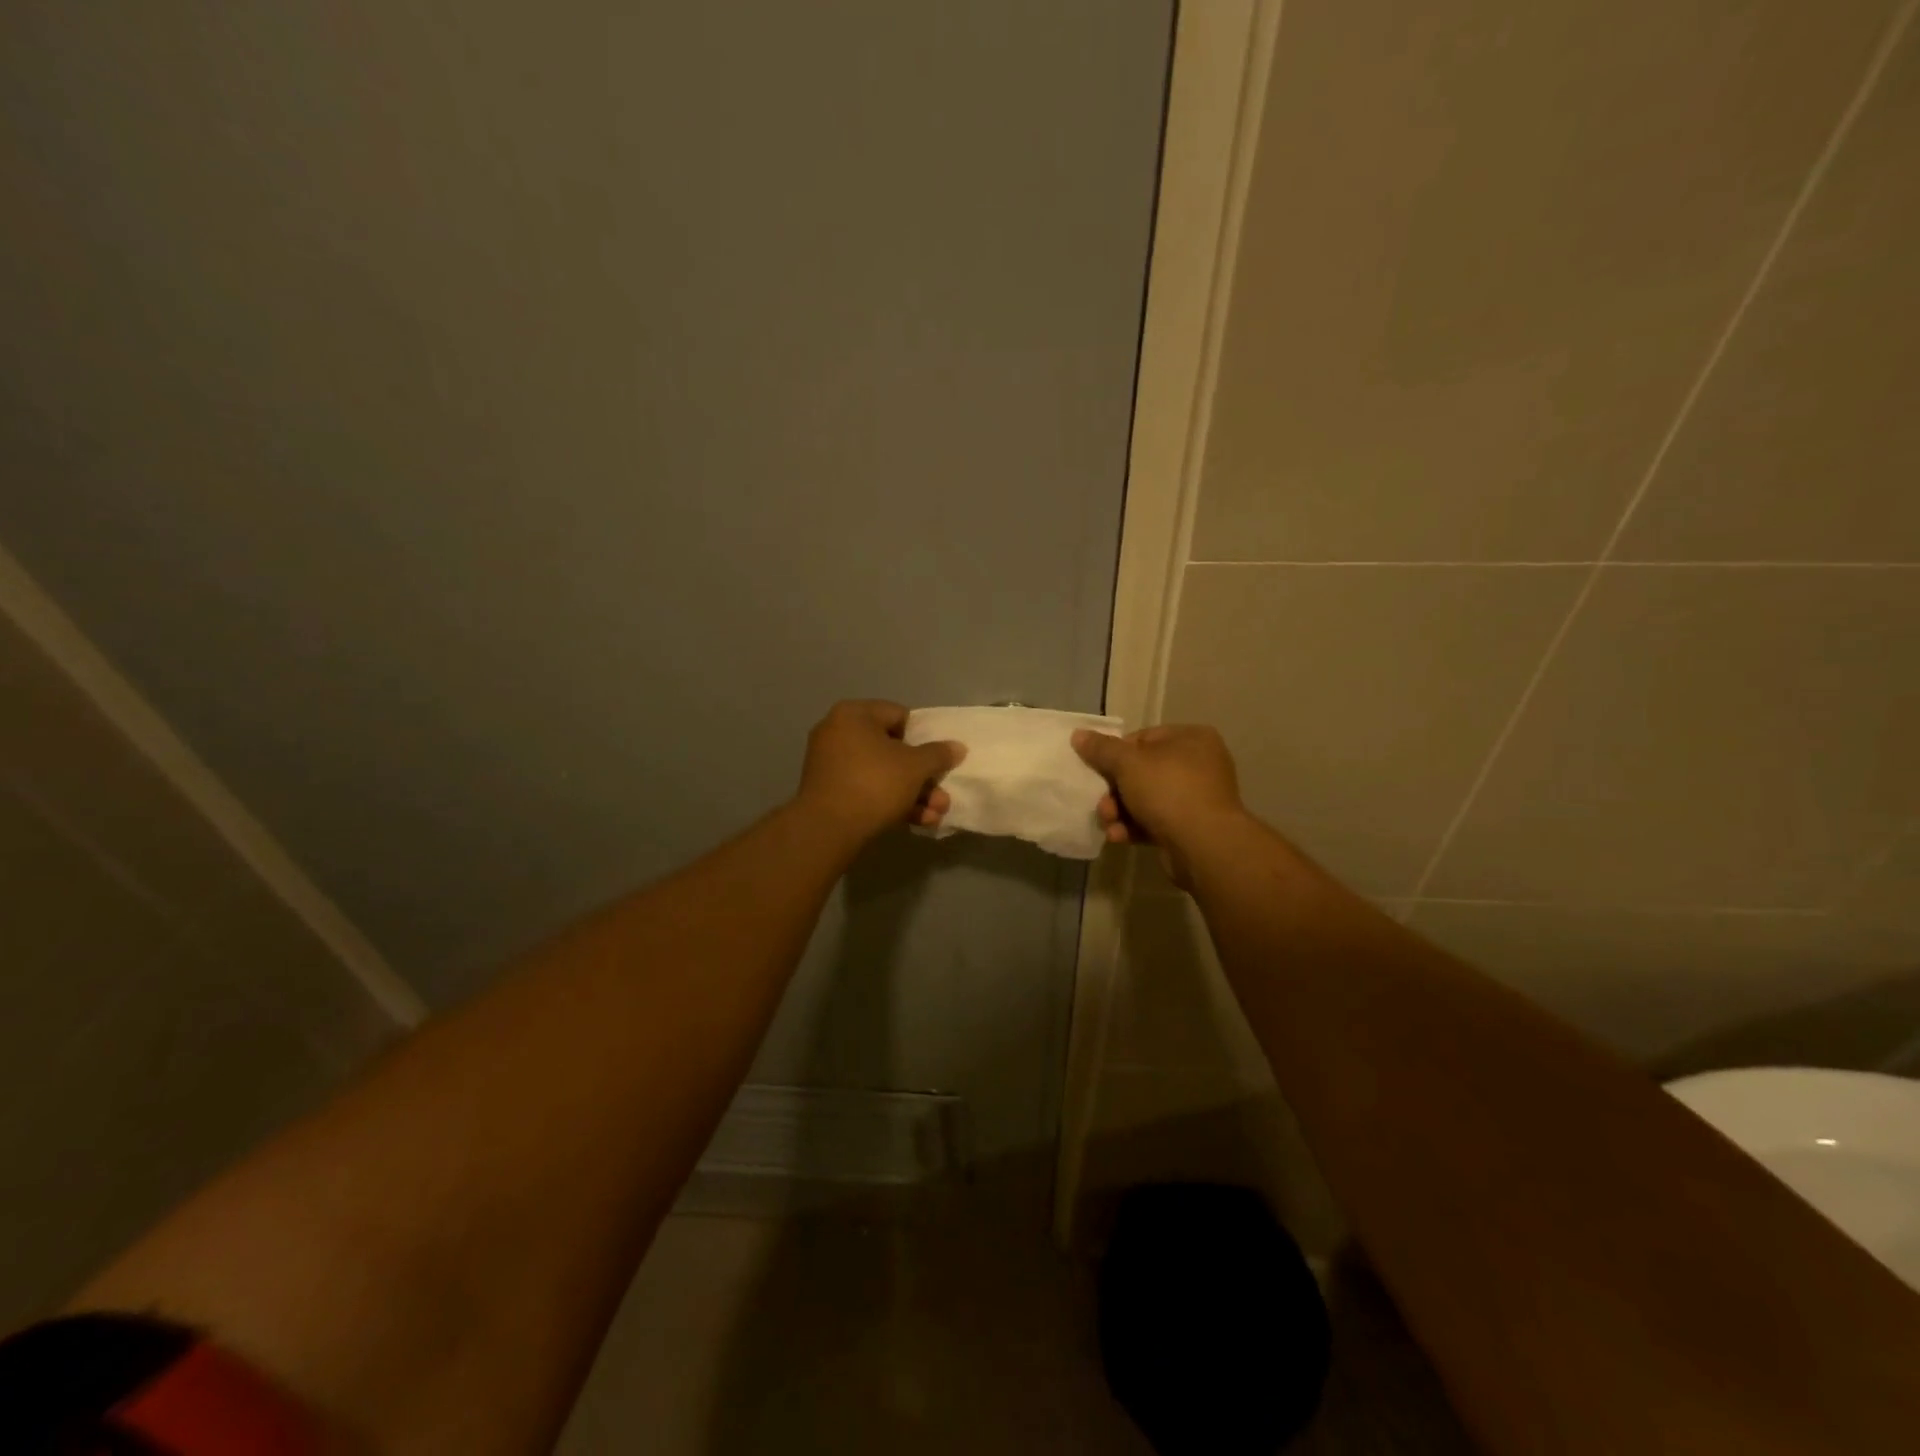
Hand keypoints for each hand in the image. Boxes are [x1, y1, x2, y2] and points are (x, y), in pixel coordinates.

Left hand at [795, 700, 965, 842]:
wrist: (828, 829)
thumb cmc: (875, 783)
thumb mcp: (916, 766)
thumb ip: (938, 754)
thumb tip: (957, 747)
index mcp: (854, 714)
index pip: (899, 715)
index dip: (924, 737)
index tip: (937, 759)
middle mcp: (837, 733)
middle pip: (892, 750)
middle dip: (922, 776)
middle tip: (942, 795)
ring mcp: (830, 764)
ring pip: (882, 774)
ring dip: (913, 794)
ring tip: (936, 814)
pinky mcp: (829, 793)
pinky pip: (866, 790)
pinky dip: (890, 803)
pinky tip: (918, 822)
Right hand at [1071, 724, 1245, 886]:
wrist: (1204, 845)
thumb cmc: (1168, 790)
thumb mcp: (1128, 763)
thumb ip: (1102, 749)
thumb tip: (1079, 734)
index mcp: (1191, 738)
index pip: (1143, 738)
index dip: (1115, 755)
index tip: (1098, 770)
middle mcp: (1199, 764)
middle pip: (1142, 771)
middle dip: (1115, 791)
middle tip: (1102, 804)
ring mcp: (1197, 798)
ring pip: (1146, 799)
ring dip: (1120, 811)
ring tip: (1108, 823)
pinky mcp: (1191, 827)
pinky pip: (1156, 821)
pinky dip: (1135, 827)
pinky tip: (1119, 837)